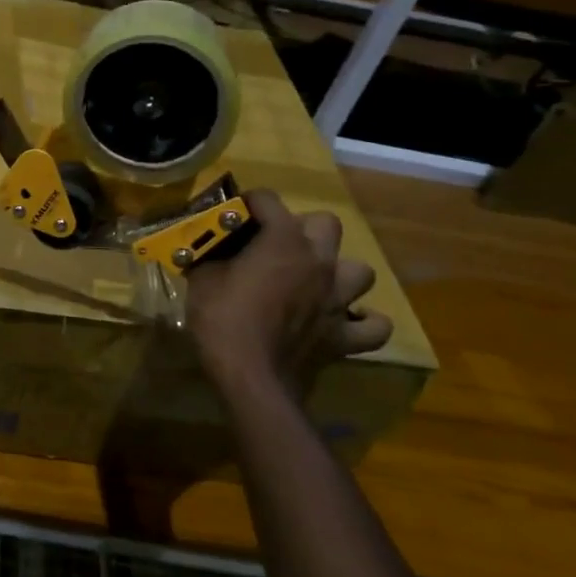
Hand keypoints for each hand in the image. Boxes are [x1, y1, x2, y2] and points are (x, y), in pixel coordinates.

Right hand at [187, 190, 392, 398]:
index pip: (268, 200)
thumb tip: (208, 252)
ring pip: (361, 271)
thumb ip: (210, 257)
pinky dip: (363, 322)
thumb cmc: (222, 320)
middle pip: (326, 224)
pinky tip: (345, 321)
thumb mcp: (202, 280)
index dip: (249, 202)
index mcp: (283, 241)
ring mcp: (338, 299)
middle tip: (278, 246)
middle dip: (304, 228)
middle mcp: (319, 262)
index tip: (233, 213)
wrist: (251, 376)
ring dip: (340, 273)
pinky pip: (373, 327)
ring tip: (316, 282)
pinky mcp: (345, 336)